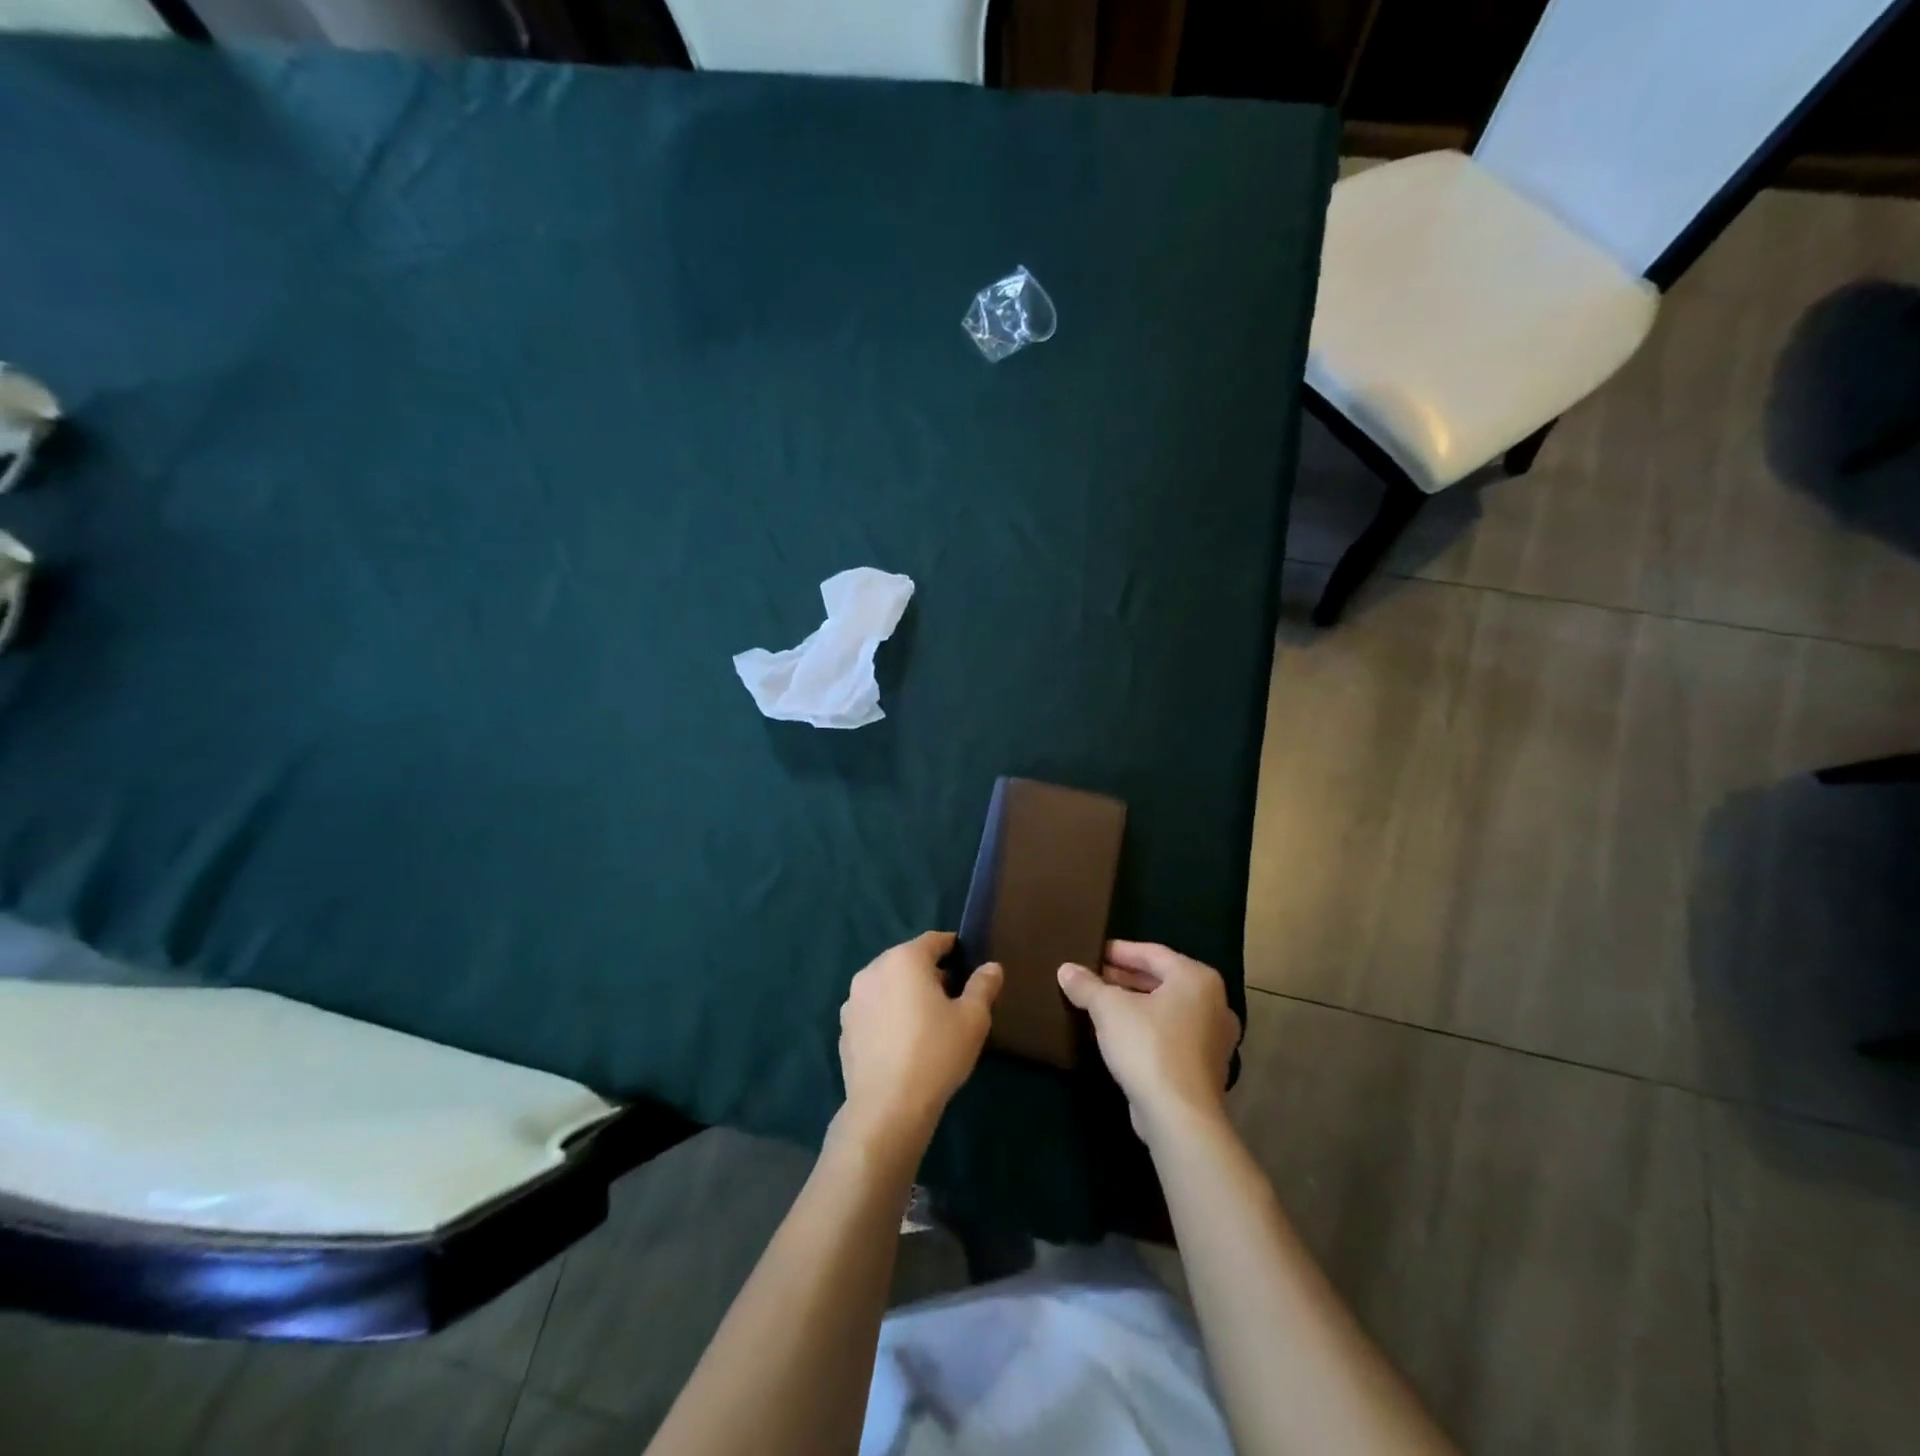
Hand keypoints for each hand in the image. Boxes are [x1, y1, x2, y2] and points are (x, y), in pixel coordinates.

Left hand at [836, 931, 1001, 1158]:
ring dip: (906, 994)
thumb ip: (983, 986)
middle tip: (953, 997)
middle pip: (908, 961)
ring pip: (888, 985)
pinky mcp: (844, 1029)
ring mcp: (853, 1000)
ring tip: (927, 1023)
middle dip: (930, 973)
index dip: (953, 948)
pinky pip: (873, 1011)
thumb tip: (991, 967)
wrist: (887, 1107)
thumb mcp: (973, 1019)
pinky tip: (902, 1043)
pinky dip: (888, 1016)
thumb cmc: (936, 1053)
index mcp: (904, 959)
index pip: (933, 940)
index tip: (968, 964)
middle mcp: (873, 970)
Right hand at [1058, 941, 1240, 1145]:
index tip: (1093, 952)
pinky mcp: (1206, 1068)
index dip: (1119, 951)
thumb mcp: (1108, 1009)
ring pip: (1167, 1010)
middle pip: (1162, 981)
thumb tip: (1066, 969)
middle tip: (1093, 977)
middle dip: (1125, 979)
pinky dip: (1147, 1029)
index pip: (1152, 953)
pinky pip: (1172, 1036)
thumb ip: (1087, 985)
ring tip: (1100, 1005)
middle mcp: (1214, 1004)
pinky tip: (1118, 1035)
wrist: (1179, 1117)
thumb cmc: (1148, 1047)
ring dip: (1134, 1005)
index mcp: (1197, 979)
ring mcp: (1214, 1039)